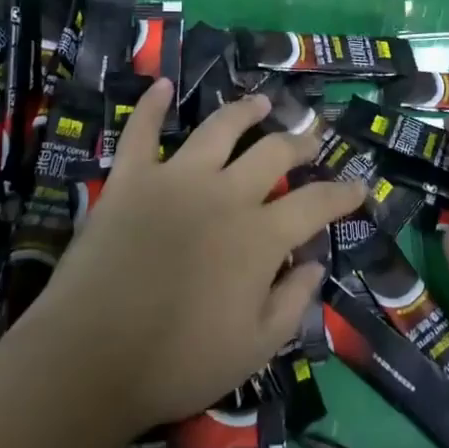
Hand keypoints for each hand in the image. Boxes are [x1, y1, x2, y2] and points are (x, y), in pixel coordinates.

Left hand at [12, 80, 365, 437]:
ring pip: (220, 129)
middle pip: (273, 153)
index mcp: (260, 235)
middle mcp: (226, 193)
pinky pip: (141, 132)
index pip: (315, 204)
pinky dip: (152, 106)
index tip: (359, 185)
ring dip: (244, 111)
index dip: (342, 193)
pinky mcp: (132, 179)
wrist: (90, 358)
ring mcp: (177, 179)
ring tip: (260, 102)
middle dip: (299, 140)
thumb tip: (315, 263)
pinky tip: (162, 85)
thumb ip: (293, 303)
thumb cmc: (177, 363)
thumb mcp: (254, 349)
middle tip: (312, 134)